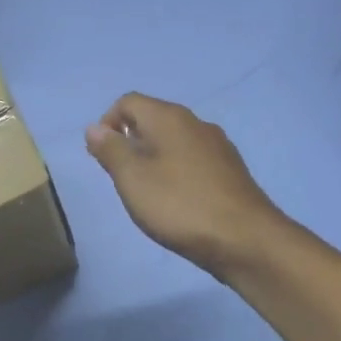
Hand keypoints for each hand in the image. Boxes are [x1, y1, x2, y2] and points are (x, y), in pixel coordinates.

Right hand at [86, 93, 285, 277]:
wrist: (246, 239)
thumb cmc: (180, 205)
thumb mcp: (132, 178)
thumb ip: (110, 150)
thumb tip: (95, 128)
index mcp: (169, 117)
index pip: (128, 101)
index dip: (107, 123)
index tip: (103, 158)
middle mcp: (195, 122)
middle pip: (152, 119)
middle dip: (130, 142)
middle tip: (122, 179)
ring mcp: (218, 145)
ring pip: (174, 140)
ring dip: (153, 158)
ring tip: (148, 193)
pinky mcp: (231, 170)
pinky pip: (193, 159)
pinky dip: (177, 171)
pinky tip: (178, 201)